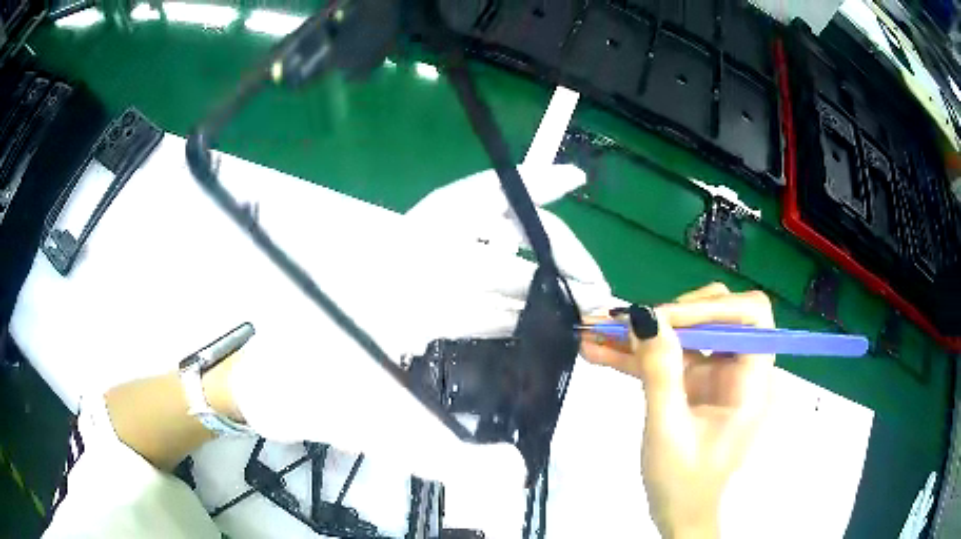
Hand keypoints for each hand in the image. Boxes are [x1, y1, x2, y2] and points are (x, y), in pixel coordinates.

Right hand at [581, 283, 774, 538]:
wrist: (678, 515)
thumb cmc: (684, 483)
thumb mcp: (668, 430)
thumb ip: (660, 372)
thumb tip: (644, 316)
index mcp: (752, 380)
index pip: (751, 315)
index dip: (711, 307)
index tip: (664, 320)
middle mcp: (738, 368)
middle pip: (717, 314)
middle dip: (672, 314)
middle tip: (630, 324)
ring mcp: (714, 375)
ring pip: (688, 332)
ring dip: (646, 331)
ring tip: (599, 328)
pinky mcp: (692, 384)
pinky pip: (668, 357)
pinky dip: (637, 354)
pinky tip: (598, 350)